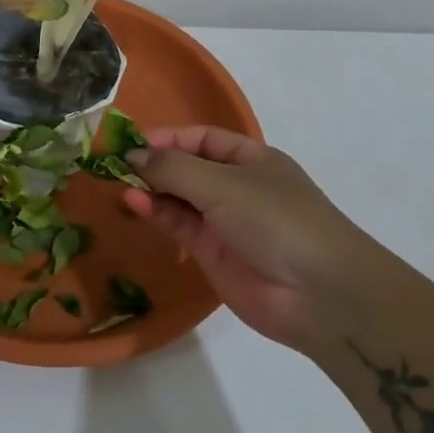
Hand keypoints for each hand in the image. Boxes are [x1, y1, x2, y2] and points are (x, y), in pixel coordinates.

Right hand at [120, 127, 392, 351]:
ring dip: (150, 190)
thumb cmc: (277, 220)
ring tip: (119, 185)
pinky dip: (156, 214)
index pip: (201, 139)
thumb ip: (174, 168)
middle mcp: (236, 186)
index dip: (168, 138)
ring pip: (178, 198)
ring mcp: (224, 222)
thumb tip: (133, 154)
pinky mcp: (212, 254)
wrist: (319, 294)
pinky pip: (178, 226)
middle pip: (186, 168)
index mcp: (251, 159)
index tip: (132, 143)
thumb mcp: (223, 184)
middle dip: (153, 164)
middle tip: (114, 165)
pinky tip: (133, 204)